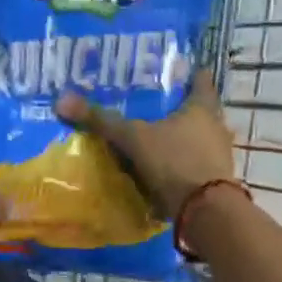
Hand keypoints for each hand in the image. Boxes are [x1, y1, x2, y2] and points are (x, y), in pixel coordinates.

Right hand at [55, 73, 235, 221]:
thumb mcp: (134, 139)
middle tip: (156, 104)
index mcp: (202, 108)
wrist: (206, 212)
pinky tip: (164, 166)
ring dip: (183, 137)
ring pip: (199, 138)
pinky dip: (182, 162)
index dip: (190, 73)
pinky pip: (196, 163)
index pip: (201, 80)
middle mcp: (217, 127)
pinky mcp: (216, 181)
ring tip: (156, 136)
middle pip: (201, 110)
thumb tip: (62, 100)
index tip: (178, 69)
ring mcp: (220, 155)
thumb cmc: (174, 162)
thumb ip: (102, 121)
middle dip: (181, 107)